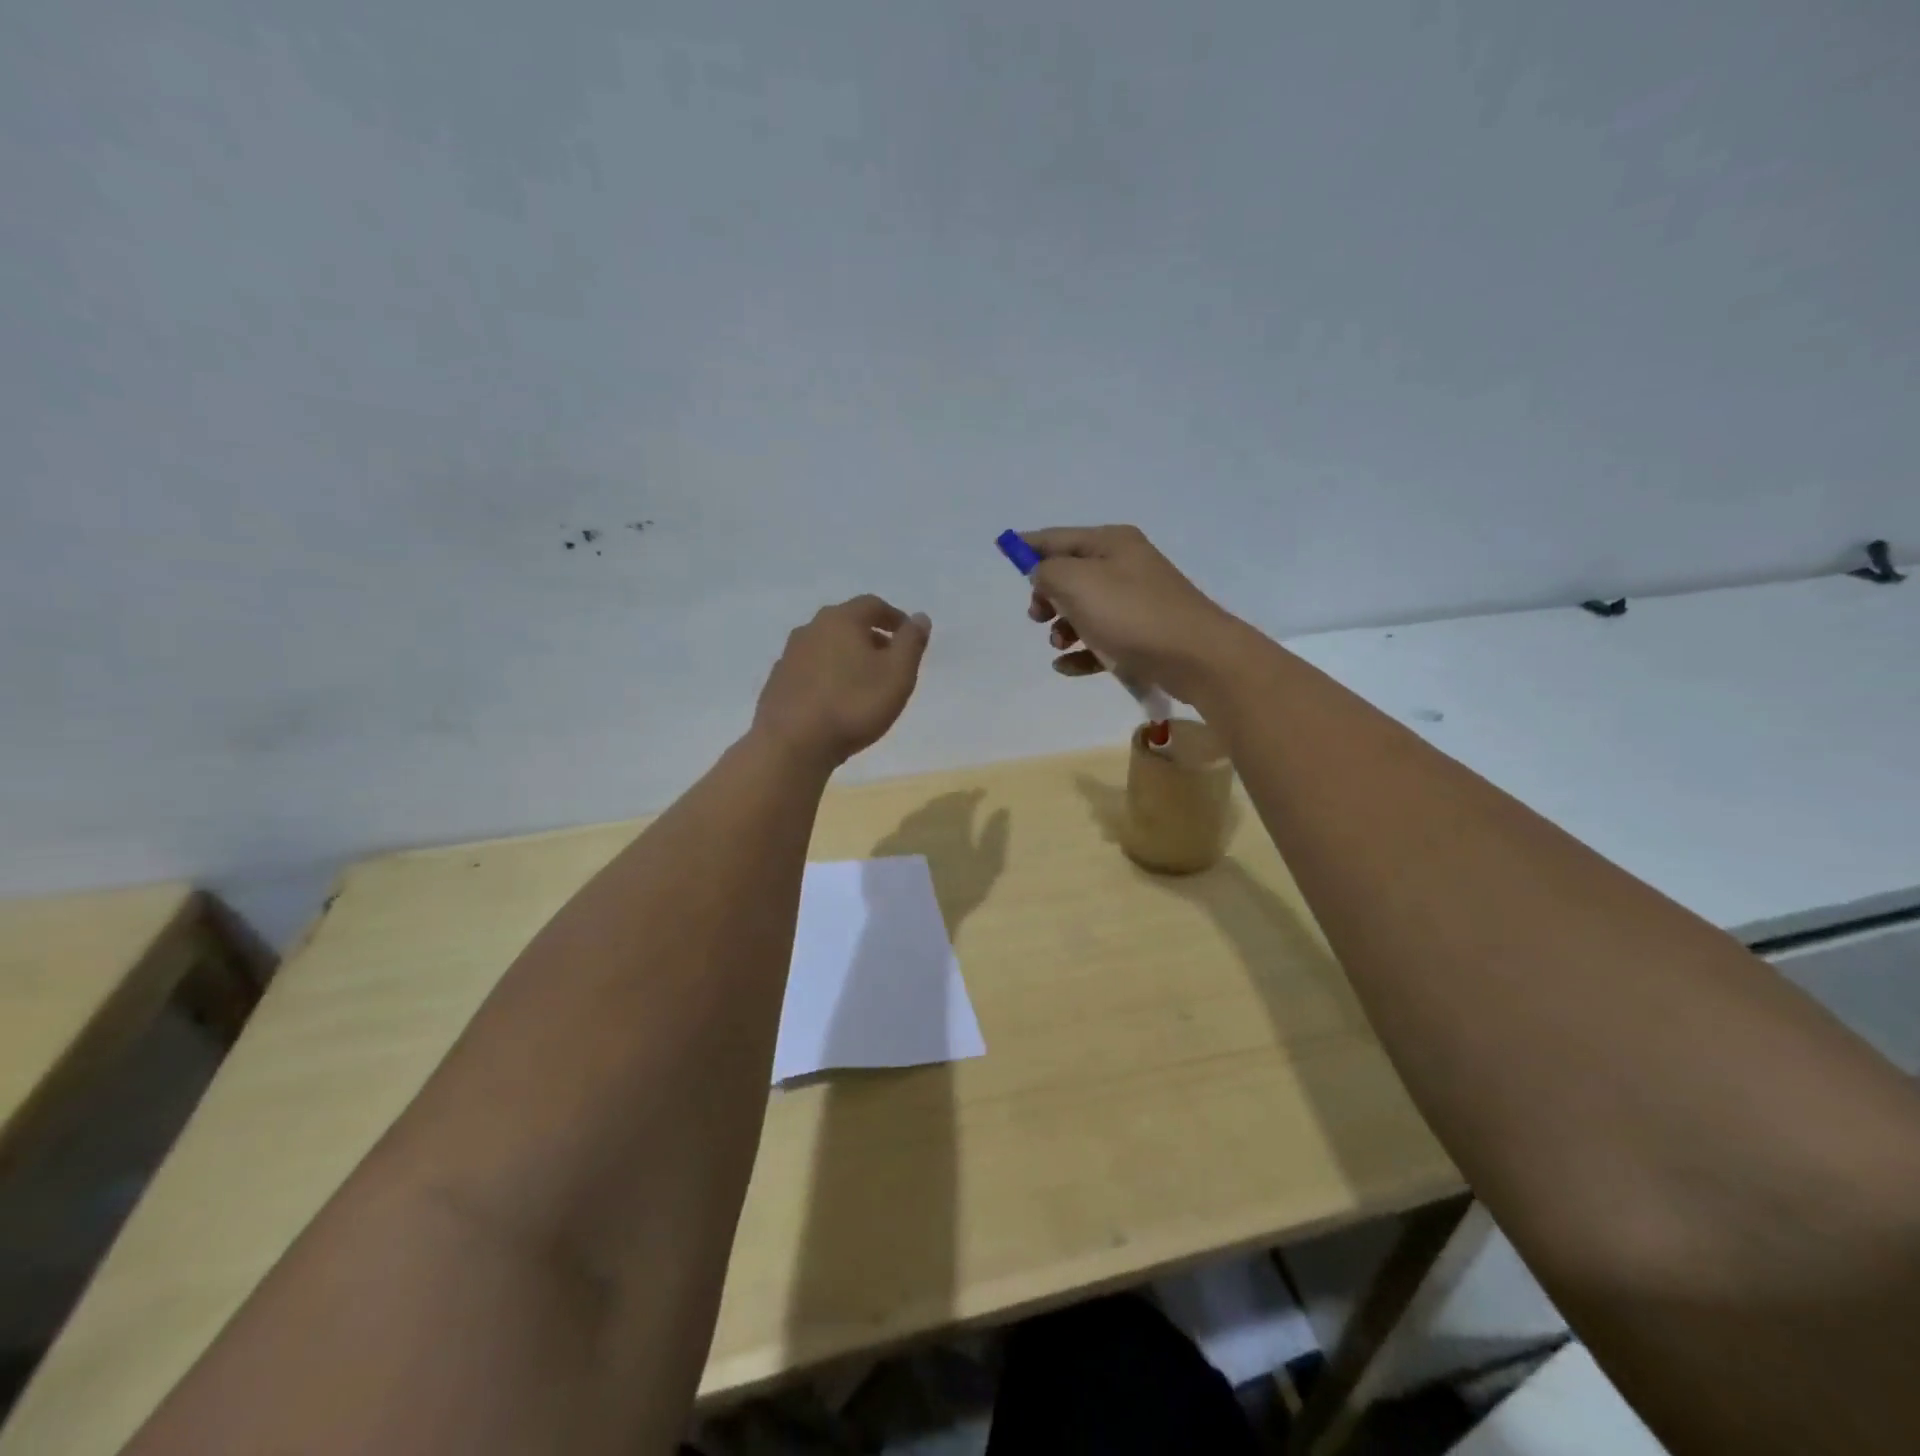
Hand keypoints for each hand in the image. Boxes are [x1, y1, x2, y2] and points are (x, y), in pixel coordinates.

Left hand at [752, 595, 930, 769]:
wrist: (792, 744)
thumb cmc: (854, 705)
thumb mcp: (897, 674)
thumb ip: (911, 642)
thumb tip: (920, 617)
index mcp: (841, 620)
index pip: (872, 605)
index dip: (894, 617)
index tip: (908, 636)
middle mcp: (810, 629)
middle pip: (846, 623)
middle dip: (871, 637)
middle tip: (889, 660)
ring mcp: (789, 655)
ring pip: (826, 646)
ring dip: (847, 656)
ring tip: (864, 682)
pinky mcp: (777, 682)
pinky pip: (810, 669)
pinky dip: (827, 675)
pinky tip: (835, 700)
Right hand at [1021, 526, 1242, 703]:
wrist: (1197, 656)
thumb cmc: (1132, 614)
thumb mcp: (1077, 583)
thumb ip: (1048, 572)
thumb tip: (1042, 574)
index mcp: (1111, 543)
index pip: (1057, 538)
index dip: (1028, 546)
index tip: (1002, 551)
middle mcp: (1125, 565)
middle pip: (1070, 574)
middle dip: (1047, 596)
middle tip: (1038, 616)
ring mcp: (1137, 601)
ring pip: (1085, 610)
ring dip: (1063, 628)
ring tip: (1060, 644)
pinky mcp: (1143, 635)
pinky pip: (1102, 640)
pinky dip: (1082, 652)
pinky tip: (1068, 666)